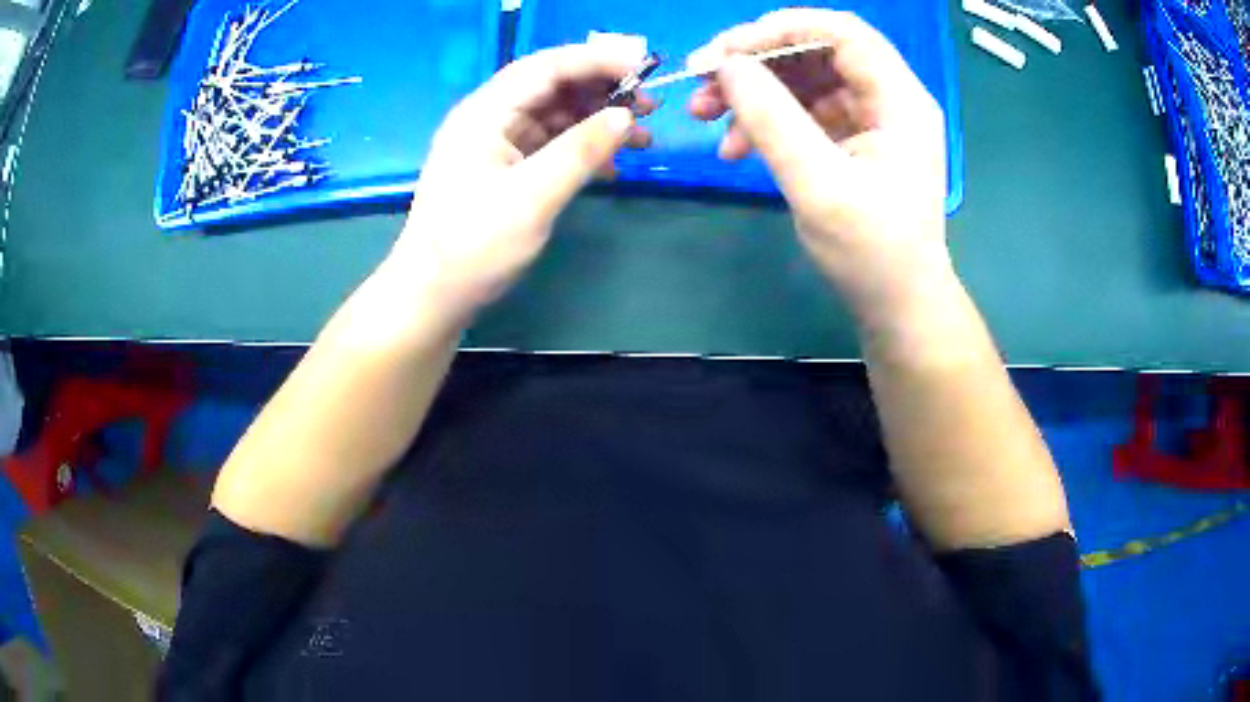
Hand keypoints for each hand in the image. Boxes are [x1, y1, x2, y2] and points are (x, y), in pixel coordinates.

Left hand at [387, 44, 655, 329]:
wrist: (432, 299)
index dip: (597, 60)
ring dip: (597, 120)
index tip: (644, 66)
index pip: (547, 67)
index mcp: (485, 113)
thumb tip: (625, 116)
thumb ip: (581, 151)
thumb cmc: (474, 248)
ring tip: (642, 136)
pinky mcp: (503, 170)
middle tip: (650, 104)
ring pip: (554, 115)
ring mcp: (495, 145)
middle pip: (551, 86)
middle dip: (602, 90)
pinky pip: (548, 144)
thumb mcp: (532, 198)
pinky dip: (581, 148)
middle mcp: (488, 119)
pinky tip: (612, 164)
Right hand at [688, 10, 951, 322]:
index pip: (841, 32)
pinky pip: (803, 112)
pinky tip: (734, 147)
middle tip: (701, 83)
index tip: (724, 51)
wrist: (898, 307)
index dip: (780, 29)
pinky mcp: (852, 140)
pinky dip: (766, 121)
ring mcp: (870, 119)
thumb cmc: (871, 253)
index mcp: (900, 99)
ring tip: (704, 116)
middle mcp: (888, 98)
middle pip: (816, 51)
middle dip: (755, 63)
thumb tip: (726, 65)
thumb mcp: (818, 184)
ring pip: (803, 79)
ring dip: (751, 92)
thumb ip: (771, 117)